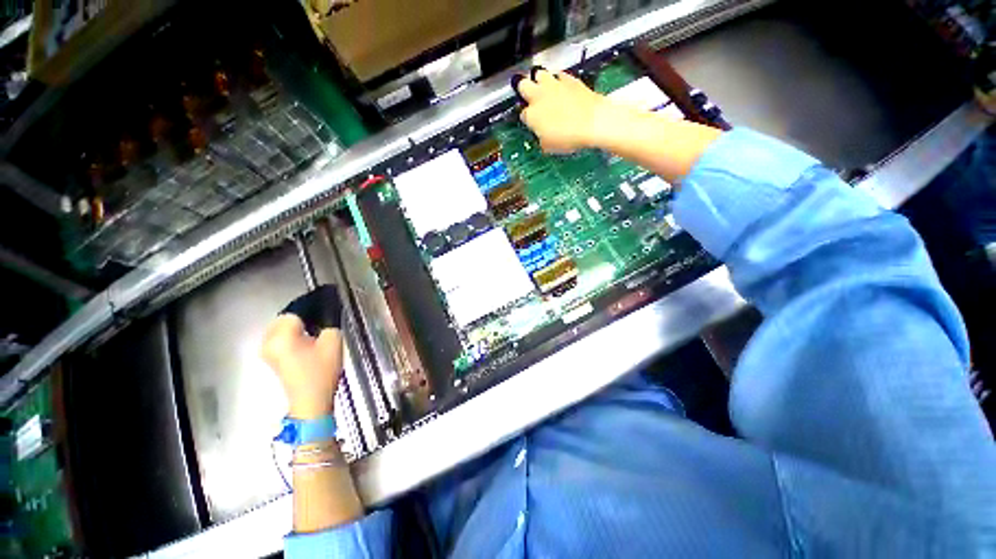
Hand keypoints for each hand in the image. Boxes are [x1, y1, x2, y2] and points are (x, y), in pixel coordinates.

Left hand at [261, 315, 342, 419]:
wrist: (311, 400)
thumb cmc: (322, 371)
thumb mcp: (333, 341)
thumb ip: (328, 323)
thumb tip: (325, 315)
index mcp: (282, 336)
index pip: (295, 311)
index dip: (311, 310)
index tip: (324, 312)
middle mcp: (268, 342)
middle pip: (283, 319)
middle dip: (301, 318)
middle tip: (319, 323)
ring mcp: (266, 352)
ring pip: (280, 328)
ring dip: (295, 327)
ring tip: (314, 332)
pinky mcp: (270, 359)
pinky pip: (278, 339)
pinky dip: (291, 336)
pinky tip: (306, 342)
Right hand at [516, 67, 621, 153]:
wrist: (594, 122)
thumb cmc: (569, 138)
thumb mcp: (549, 146)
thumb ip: (541, 137)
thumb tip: (542, 135)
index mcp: (531, 115)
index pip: (522, 114)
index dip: (527, 118)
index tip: (532, 122)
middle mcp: (538, 96)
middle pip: (522, 85)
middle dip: (524, 90)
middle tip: (530, 98)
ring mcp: (553, 85)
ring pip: (539, 73)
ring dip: (539, 80)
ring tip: (545, 89)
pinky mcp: (569, 78)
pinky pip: (559, 75)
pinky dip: (559, 80)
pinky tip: (563, 88)